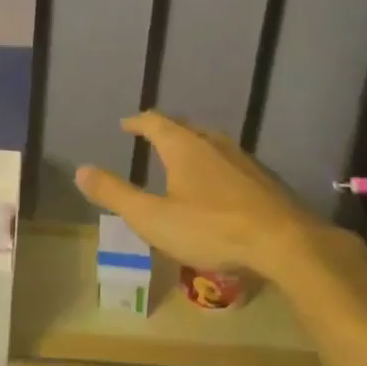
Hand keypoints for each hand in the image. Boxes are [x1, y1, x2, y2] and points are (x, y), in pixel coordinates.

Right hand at [75, 111, 335, 279]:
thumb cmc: (211, 228)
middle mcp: (212, 143)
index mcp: (182, 146)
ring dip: (191, 146)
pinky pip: (229, 161)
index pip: (154, 123)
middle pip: (183, 127)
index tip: (126, 124)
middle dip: (165, 130)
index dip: (137, 122)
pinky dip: (214, 164)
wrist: (285, 243)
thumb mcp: (153, 217)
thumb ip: (115, 194)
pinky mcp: (263, 179)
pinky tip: (218, 185)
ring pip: (210, 142)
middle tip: (151, 137)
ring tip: (182, 157)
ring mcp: (241, 159)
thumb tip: (80, 169)